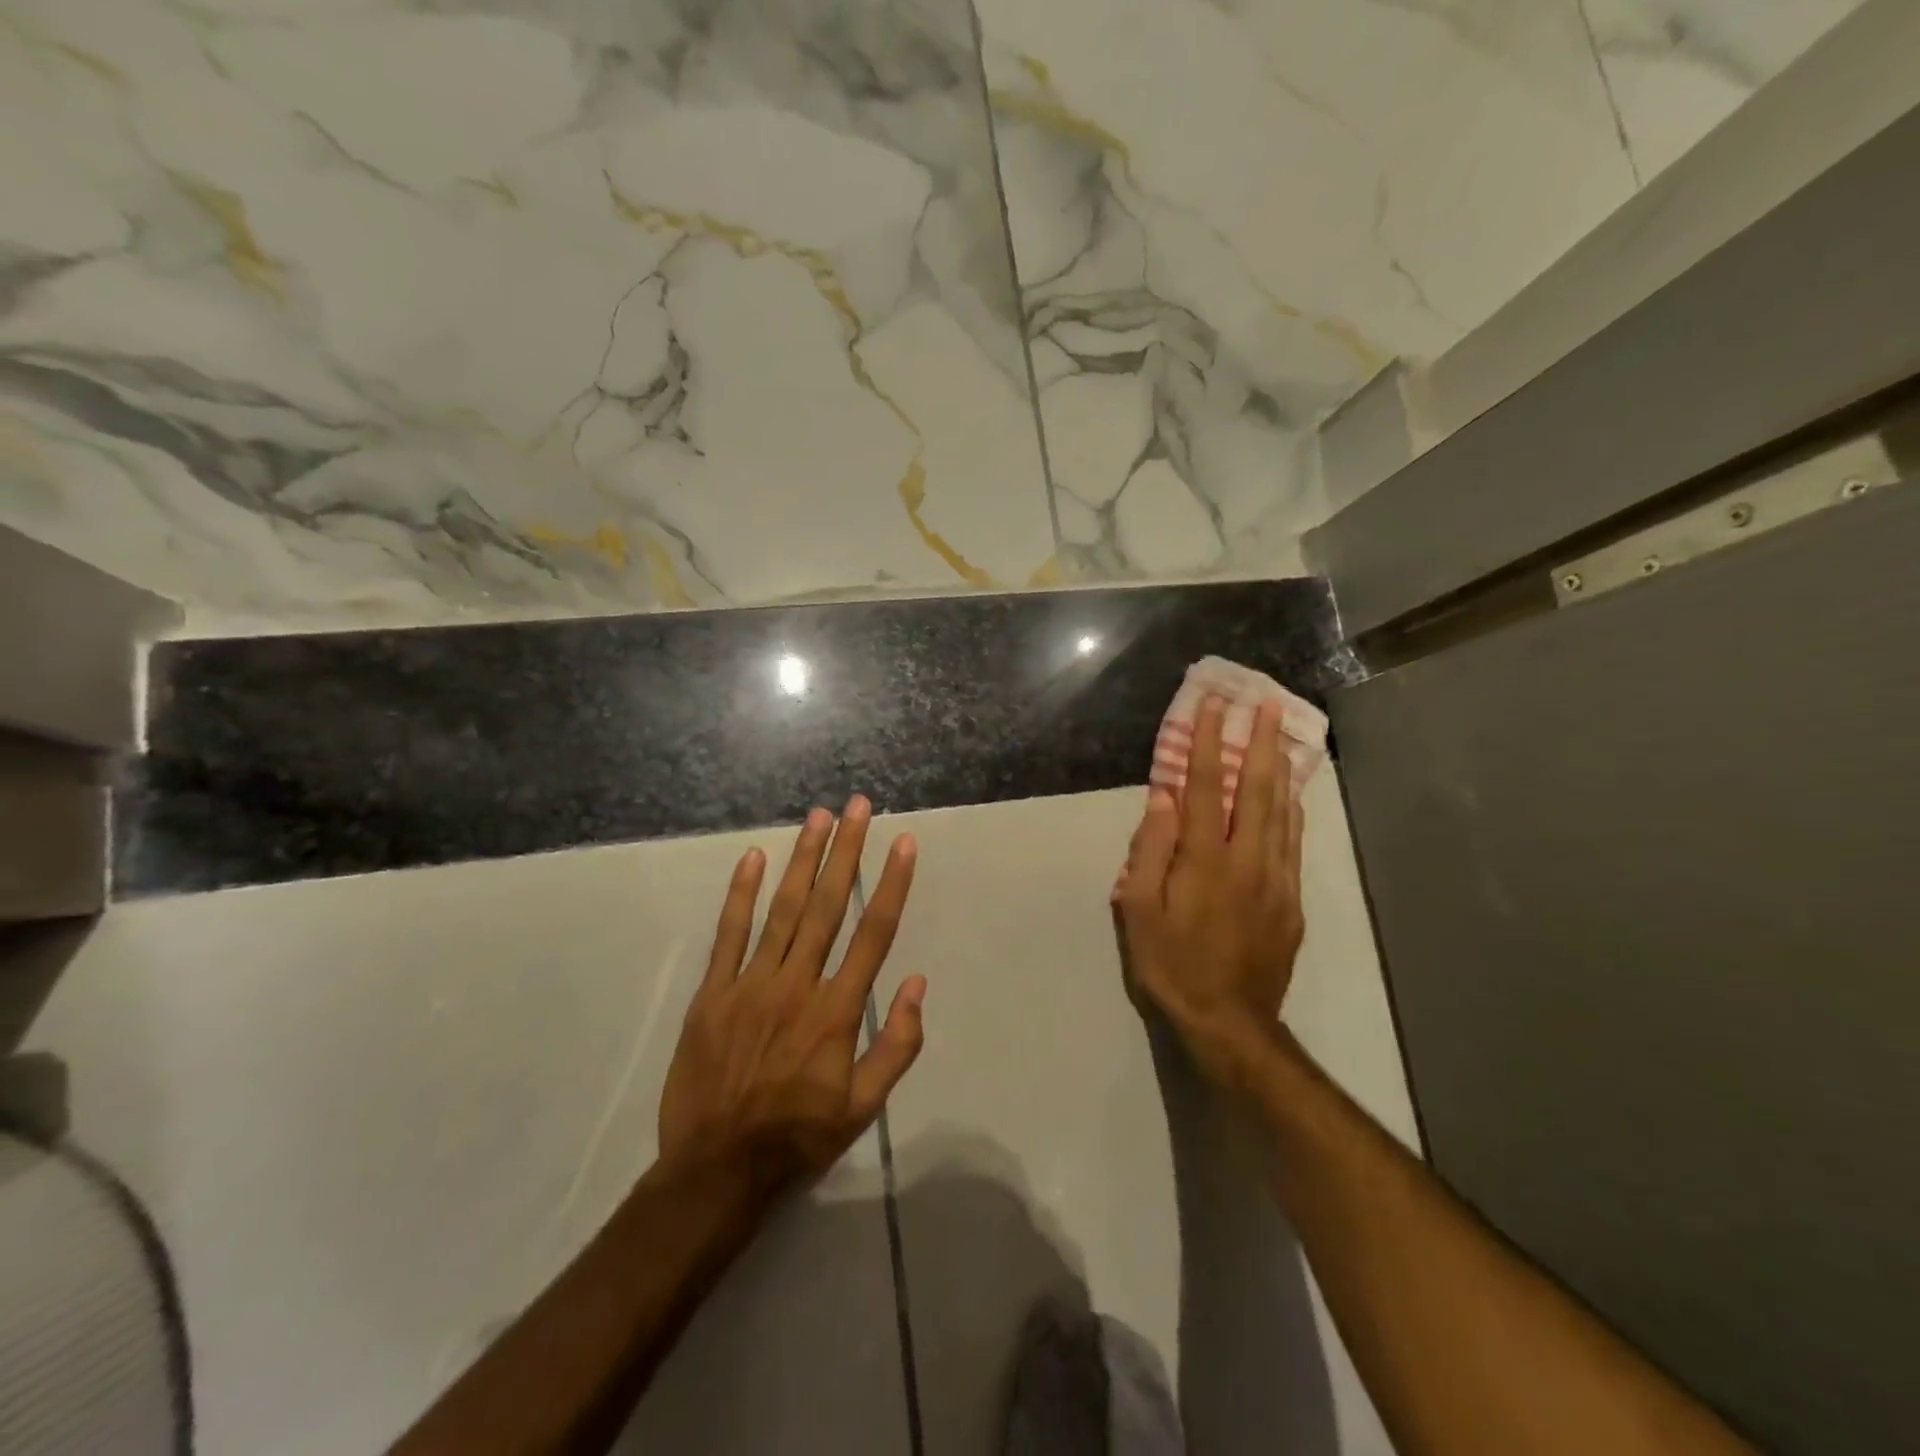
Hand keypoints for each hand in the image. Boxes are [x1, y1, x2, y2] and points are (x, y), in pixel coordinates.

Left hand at [658, 796, 924, 1201]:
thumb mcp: (863, 1107)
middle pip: (829, 905)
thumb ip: (896, 1045)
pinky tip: (752, 858)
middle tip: (858, 806)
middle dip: (847, 851)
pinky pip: (729, 934)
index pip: (874, 933)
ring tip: (818, 817)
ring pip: (783, 909)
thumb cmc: (798, 1136)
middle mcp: (797, 984)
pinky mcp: (713, 993)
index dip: (892, 884)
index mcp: (836, 1011)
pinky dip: (741, 894)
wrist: (716, 1170)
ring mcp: (750, 984)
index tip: (904, 843)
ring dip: (803, 859)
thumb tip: (917, 984)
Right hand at [1114, 698, 1304, 1086]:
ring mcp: (1276, 879)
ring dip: (1281, 768)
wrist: (1228, 1022)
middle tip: (1266, 702)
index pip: (1207, 787)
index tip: (1213, 705)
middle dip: (1259, 741)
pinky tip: (1292, 796)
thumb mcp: (1139, 911)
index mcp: (1205, 859)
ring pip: (1283, 812)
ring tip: (1282, 734)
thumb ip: (1150, 850)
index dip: (1209, 743)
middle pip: (1257, 789)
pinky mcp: (1291, 901)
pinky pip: (1294, 843)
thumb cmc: (1171, 964)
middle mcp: (1248, 859)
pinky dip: (1292, 811)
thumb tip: (1163, 799)